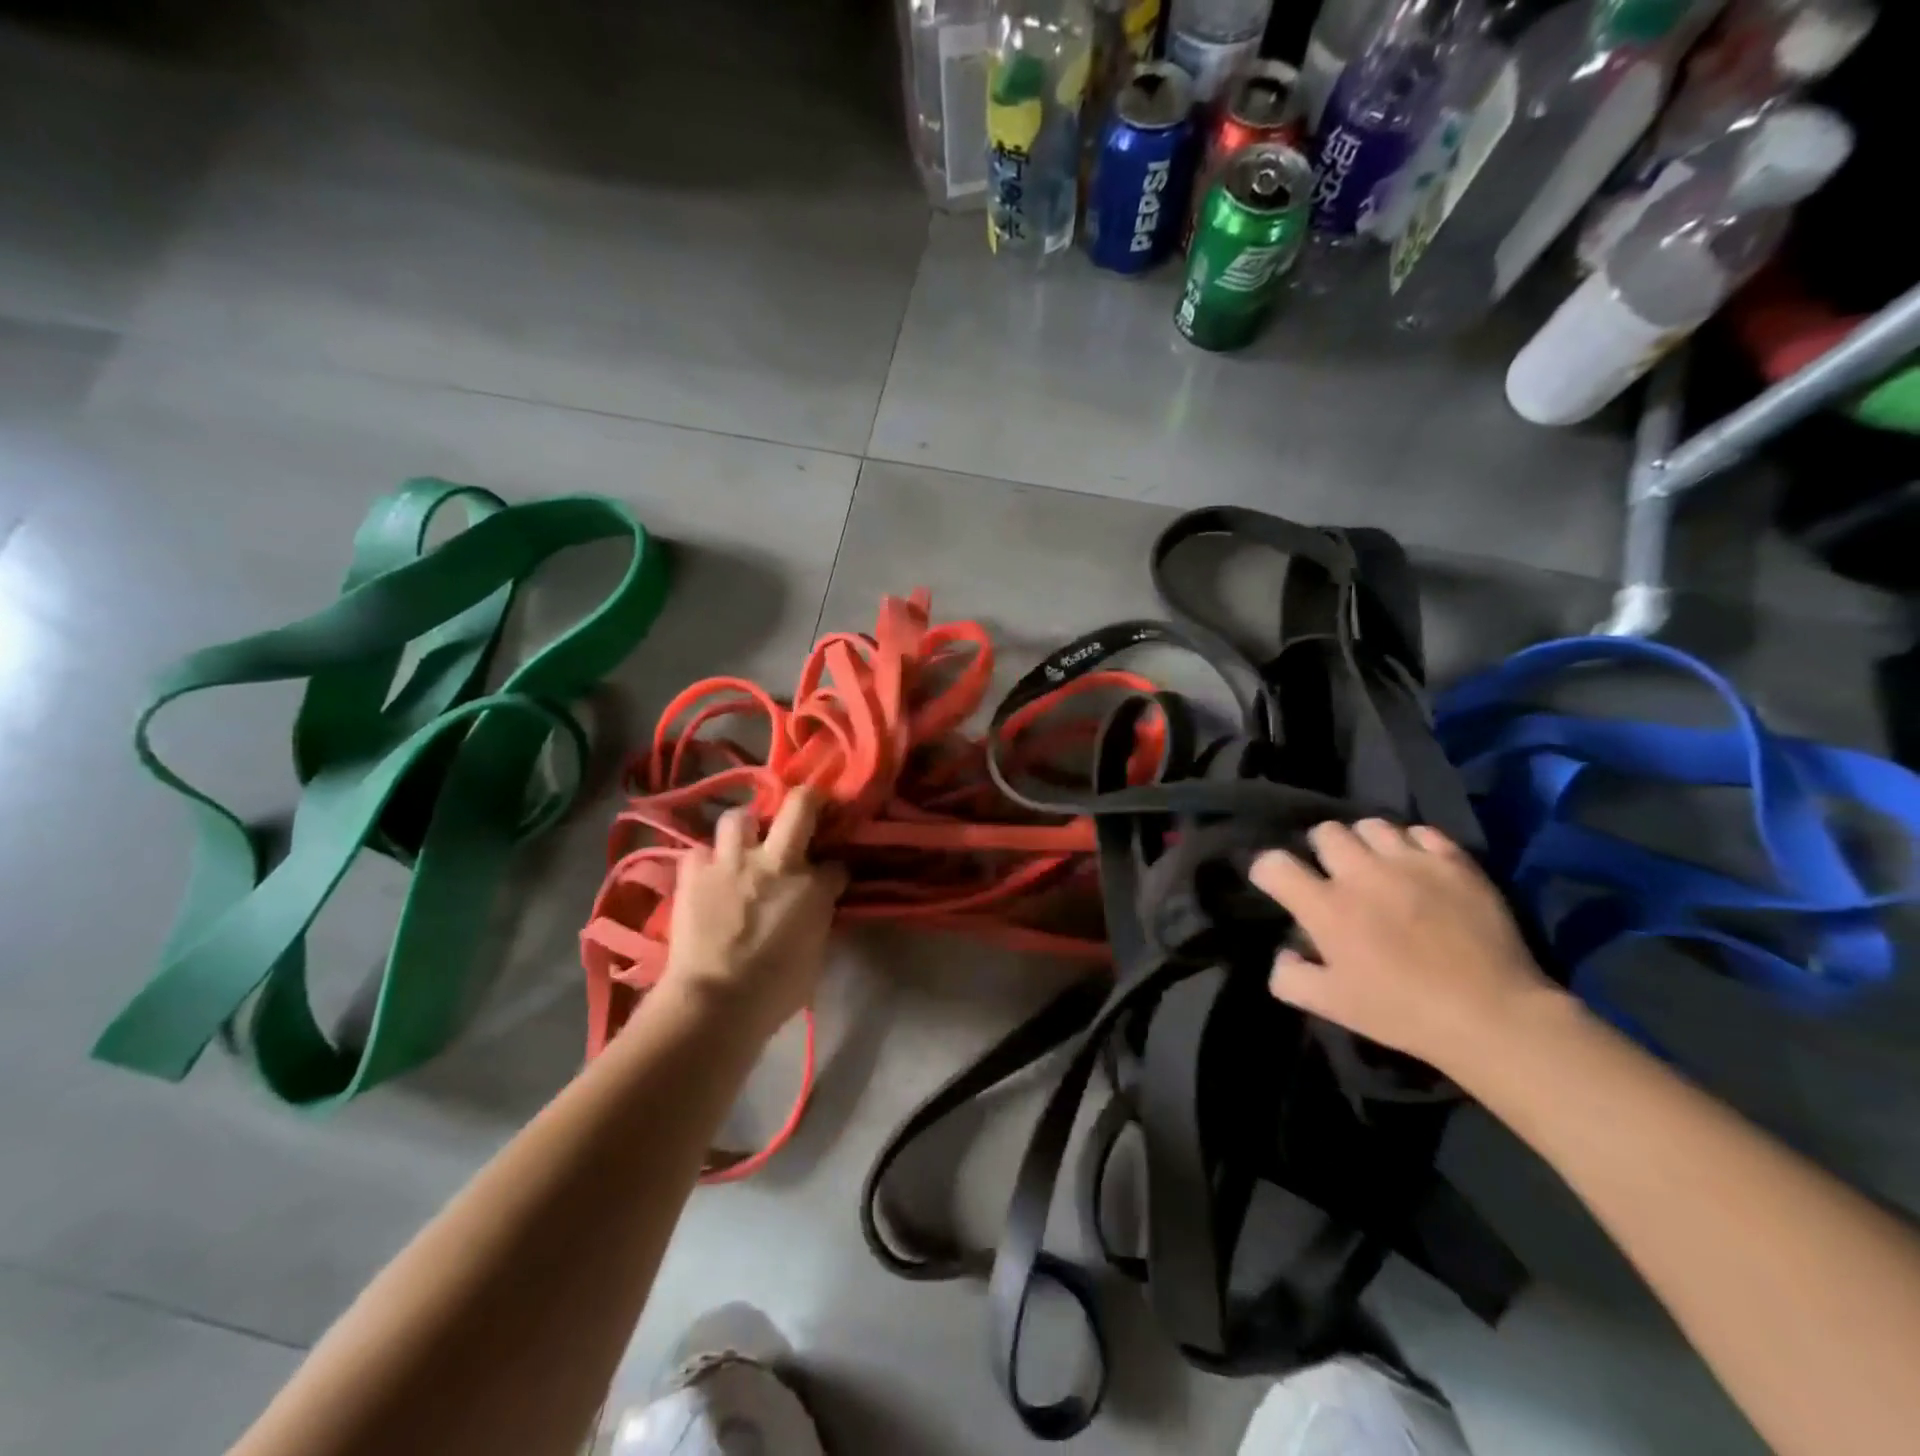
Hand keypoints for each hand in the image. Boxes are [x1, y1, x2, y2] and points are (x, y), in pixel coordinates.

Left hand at [664, 789, 848, 1040]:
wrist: (714, 1002)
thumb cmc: (775, 991)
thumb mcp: (816, 954)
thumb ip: (818, 918)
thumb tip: (816, 904)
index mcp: (812, 886)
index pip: (836, 864)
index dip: (835, 869)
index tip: (832, 878)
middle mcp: (775, 862)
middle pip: (798, 806)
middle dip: (808, 800)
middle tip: (806, 807)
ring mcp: (731, 862)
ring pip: (739, 817)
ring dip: (745, 827)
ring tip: (744, 843)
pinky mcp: (693, 873)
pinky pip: (699, 851)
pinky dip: (705, 860)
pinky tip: (708, 874)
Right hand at [1249, 819, 1556, 1076]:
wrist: (1493, 1016)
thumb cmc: (1403, 1012)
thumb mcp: (1332, 1006)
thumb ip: (1290, 978)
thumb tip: (1284, 953)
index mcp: (1326, 906)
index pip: (1273, 864)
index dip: (1267, 871)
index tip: (1278, 885)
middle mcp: (1361, 872)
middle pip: (1324, 831)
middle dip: (1320, 850)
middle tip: (1334, 875)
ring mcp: (1410, 862)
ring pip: (1371, 825)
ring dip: (1365, 843)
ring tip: (1376, 866)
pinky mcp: (1453, 862)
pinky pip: (1422, 832)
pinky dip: (1413, 845)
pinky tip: (1418, 868)